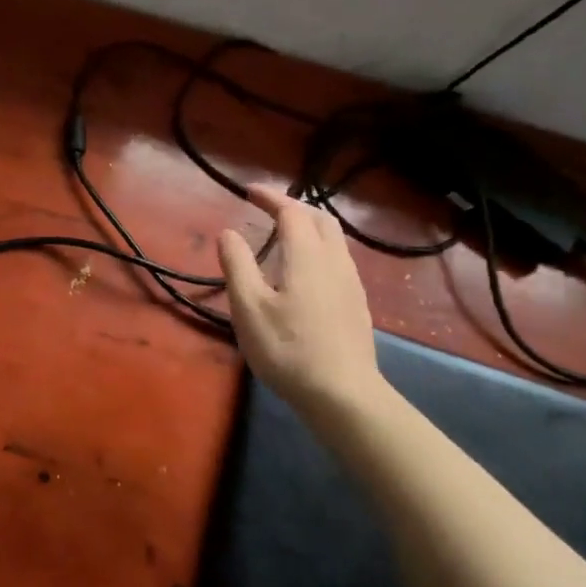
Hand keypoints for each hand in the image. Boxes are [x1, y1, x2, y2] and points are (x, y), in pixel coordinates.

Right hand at [218, 186, 383, 415]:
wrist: (343, 395)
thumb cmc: (288, 348)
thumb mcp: (248, 307)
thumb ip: (237, 265)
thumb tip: (229, 232)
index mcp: (307, 255)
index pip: (291, 211)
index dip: (270, 197)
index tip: (248, 191)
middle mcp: (335, 260)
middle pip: (320, 218)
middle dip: (293, 206)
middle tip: (268, 209)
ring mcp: (351, 283)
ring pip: (334, 239)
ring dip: (309, 226)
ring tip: (284, 236)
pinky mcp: (356, 304)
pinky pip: (338, 259)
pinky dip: (318, 248)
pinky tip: (305, 271)